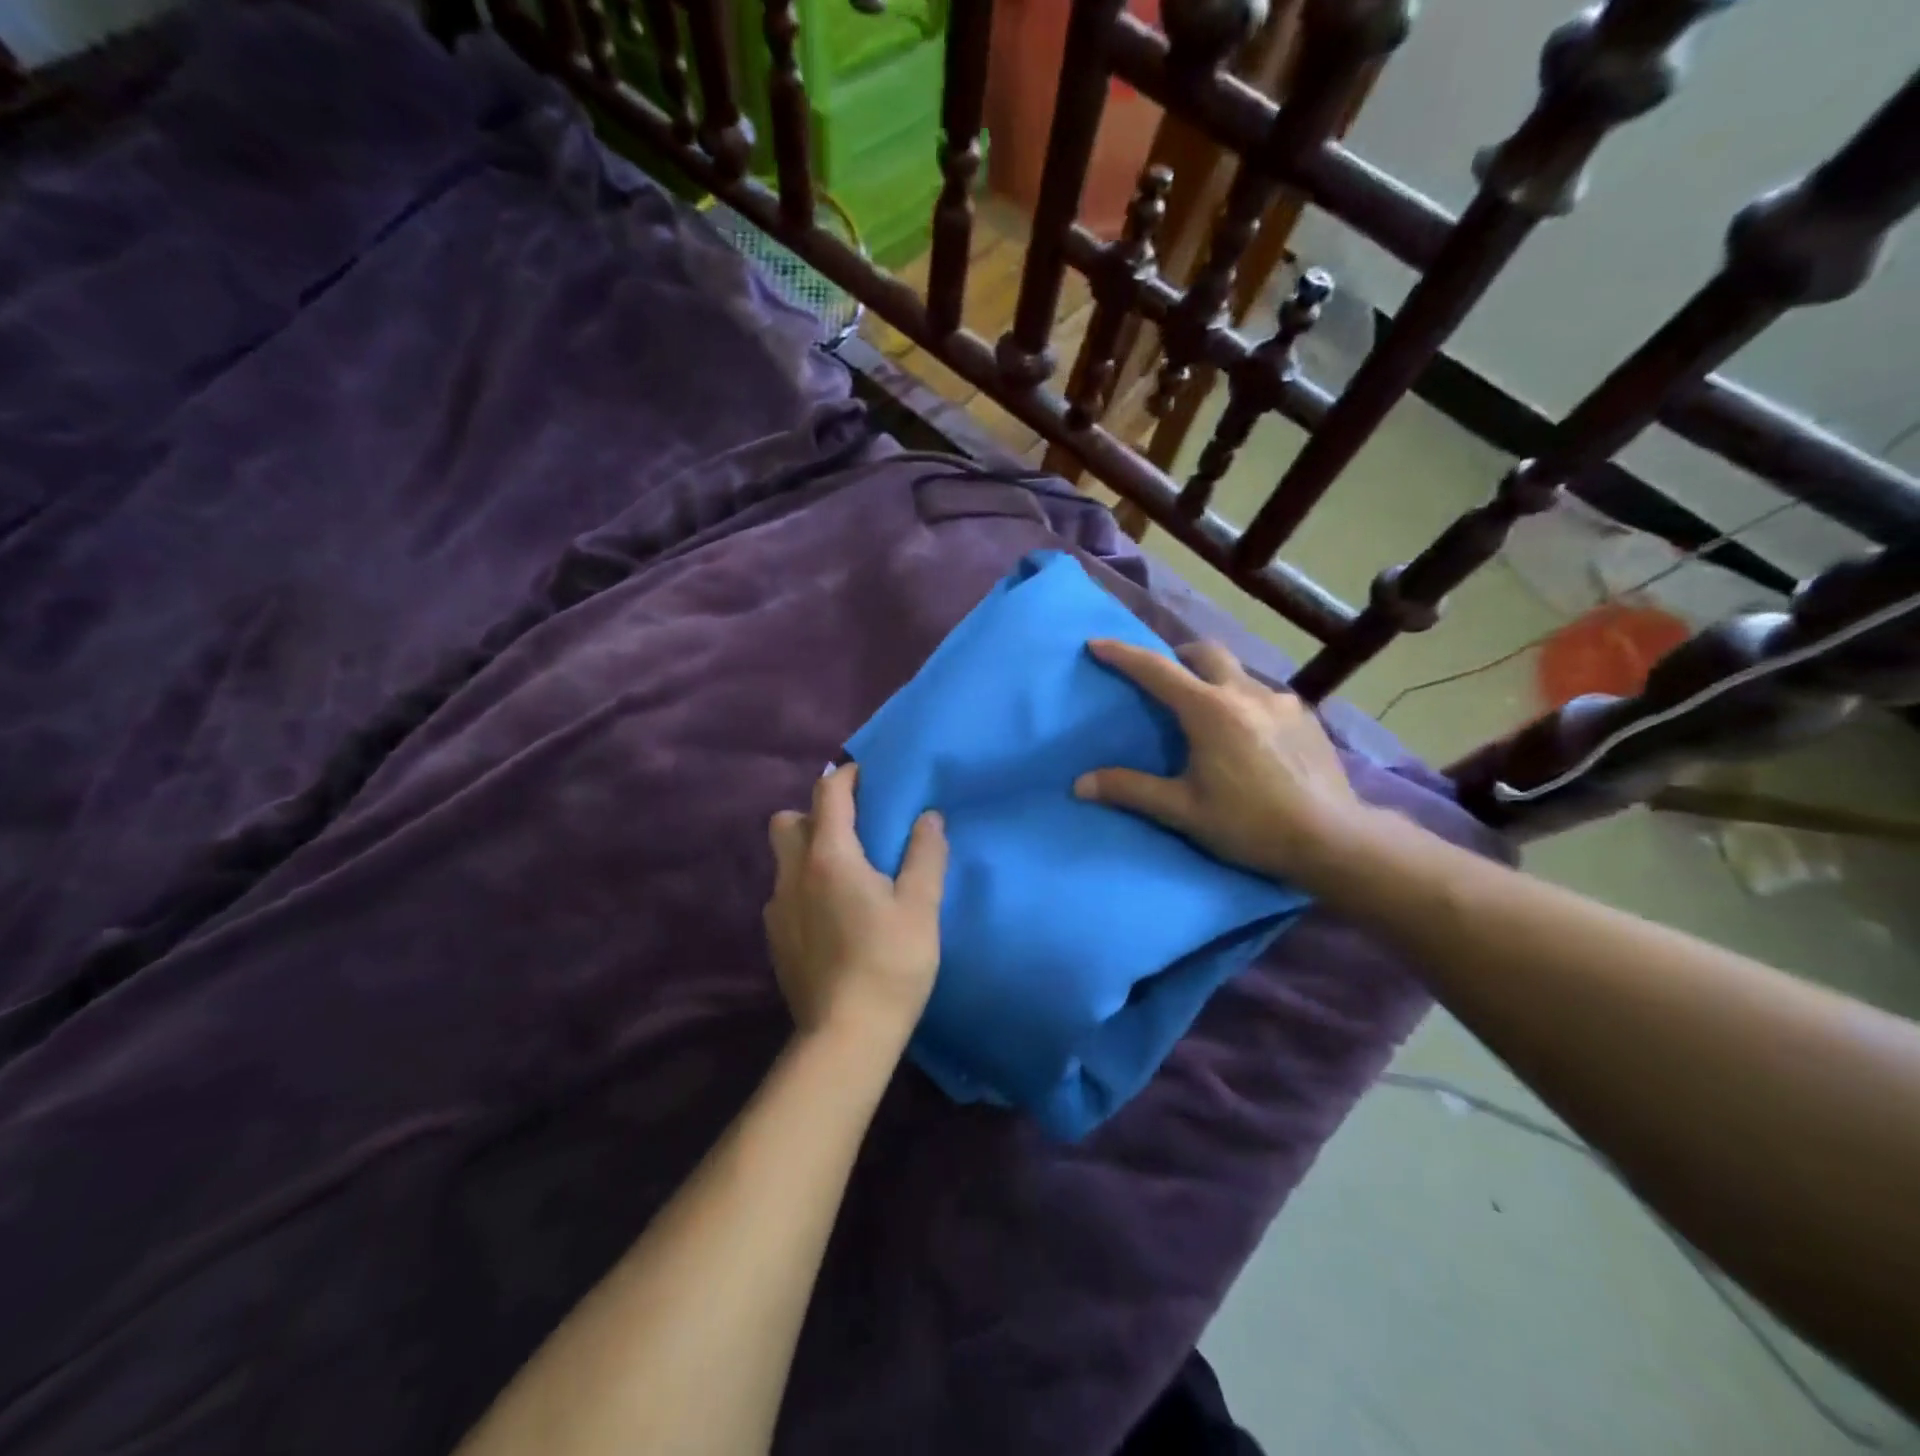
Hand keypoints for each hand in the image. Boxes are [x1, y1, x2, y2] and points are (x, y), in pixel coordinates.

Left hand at [764, 764, 947, 1044]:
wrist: (846, 1036)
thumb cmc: (891, 964)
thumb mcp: (921, 906)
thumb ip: (925, 854)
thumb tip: (928, 817)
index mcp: (829, 856)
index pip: (828, 793)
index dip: (847, 776)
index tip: (868, 776)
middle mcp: (793, 874)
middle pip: (787, 819)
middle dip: (815, 813)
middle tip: (853, 829)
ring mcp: (777, 909)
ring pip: (782, 859)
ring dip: (807, 850)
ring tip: (845, 873)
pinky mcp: (774, 939)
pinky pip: (784, 893)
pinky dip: (803, 887)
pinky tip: (832, 915)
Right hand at [1074, 638, 1363, 886]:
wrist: (1333, 838)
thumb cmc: (1250, 824)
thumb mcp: (1183, 811)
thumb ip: (1131, 790)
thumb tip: (1080, 784)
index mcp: (1209, 710)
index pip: (1156, 670)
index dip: (1123, 654)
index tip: (1097, 643)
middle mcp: (1245, 693)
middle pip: (1205, 652)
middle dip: (1178, 656)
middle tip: (1164, 679)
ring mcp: (1282, 701)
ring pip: (1238, 673)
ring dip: (1215, 680)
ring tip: (1208, 713)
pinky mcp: (1307, 716)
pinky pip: (1266, 696)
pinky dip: (1245, 702)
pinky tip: (1249, 735)